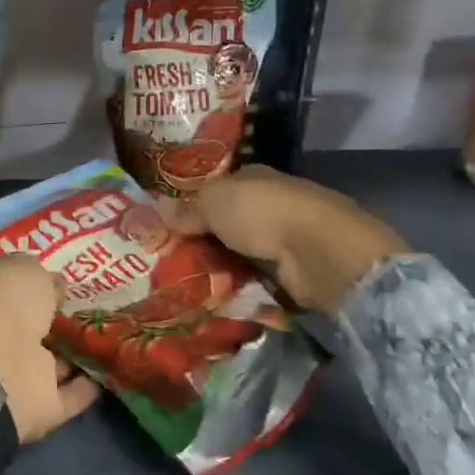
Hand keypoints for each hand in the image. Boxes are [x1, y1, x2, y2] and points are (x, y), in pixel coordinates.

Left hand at [0, 255, 100, 444]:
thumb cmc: (6, 302)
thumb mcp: (27, 270)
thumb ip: (42, 277)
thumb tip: (54, 287)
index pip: (7, 286)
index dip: (30, 283)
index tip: (58, 281)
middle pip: (28, 326)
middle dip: (51, 321)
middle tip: (85, 311)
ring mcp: (14, 372)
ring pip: (48, 362)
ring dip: (70, 356)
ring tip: (102, 343)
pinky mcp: (37, 407)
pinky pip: (66, 395)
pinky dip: (84, 388)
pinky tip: (106, 375)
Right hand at [181, 166, 407, 315]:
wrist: (319, 251)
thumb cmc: (262, 212)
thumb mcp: (212, 202)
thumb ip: (186, 208)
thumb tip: (155, 208)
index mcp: (254, 177)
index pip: (218, 187)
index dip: (194, 203)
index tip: (168, 223)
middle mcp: (271, 203)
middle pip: (229, 221)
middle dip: (205, 238)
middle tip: (169, 258)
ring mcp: (287, 238)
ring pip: (243, 251)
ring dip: (223, 265)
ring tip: (186, 283)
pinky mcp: (297, 271)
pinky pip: (258, 278)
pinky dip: (242, 286)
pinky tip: (218, 297)